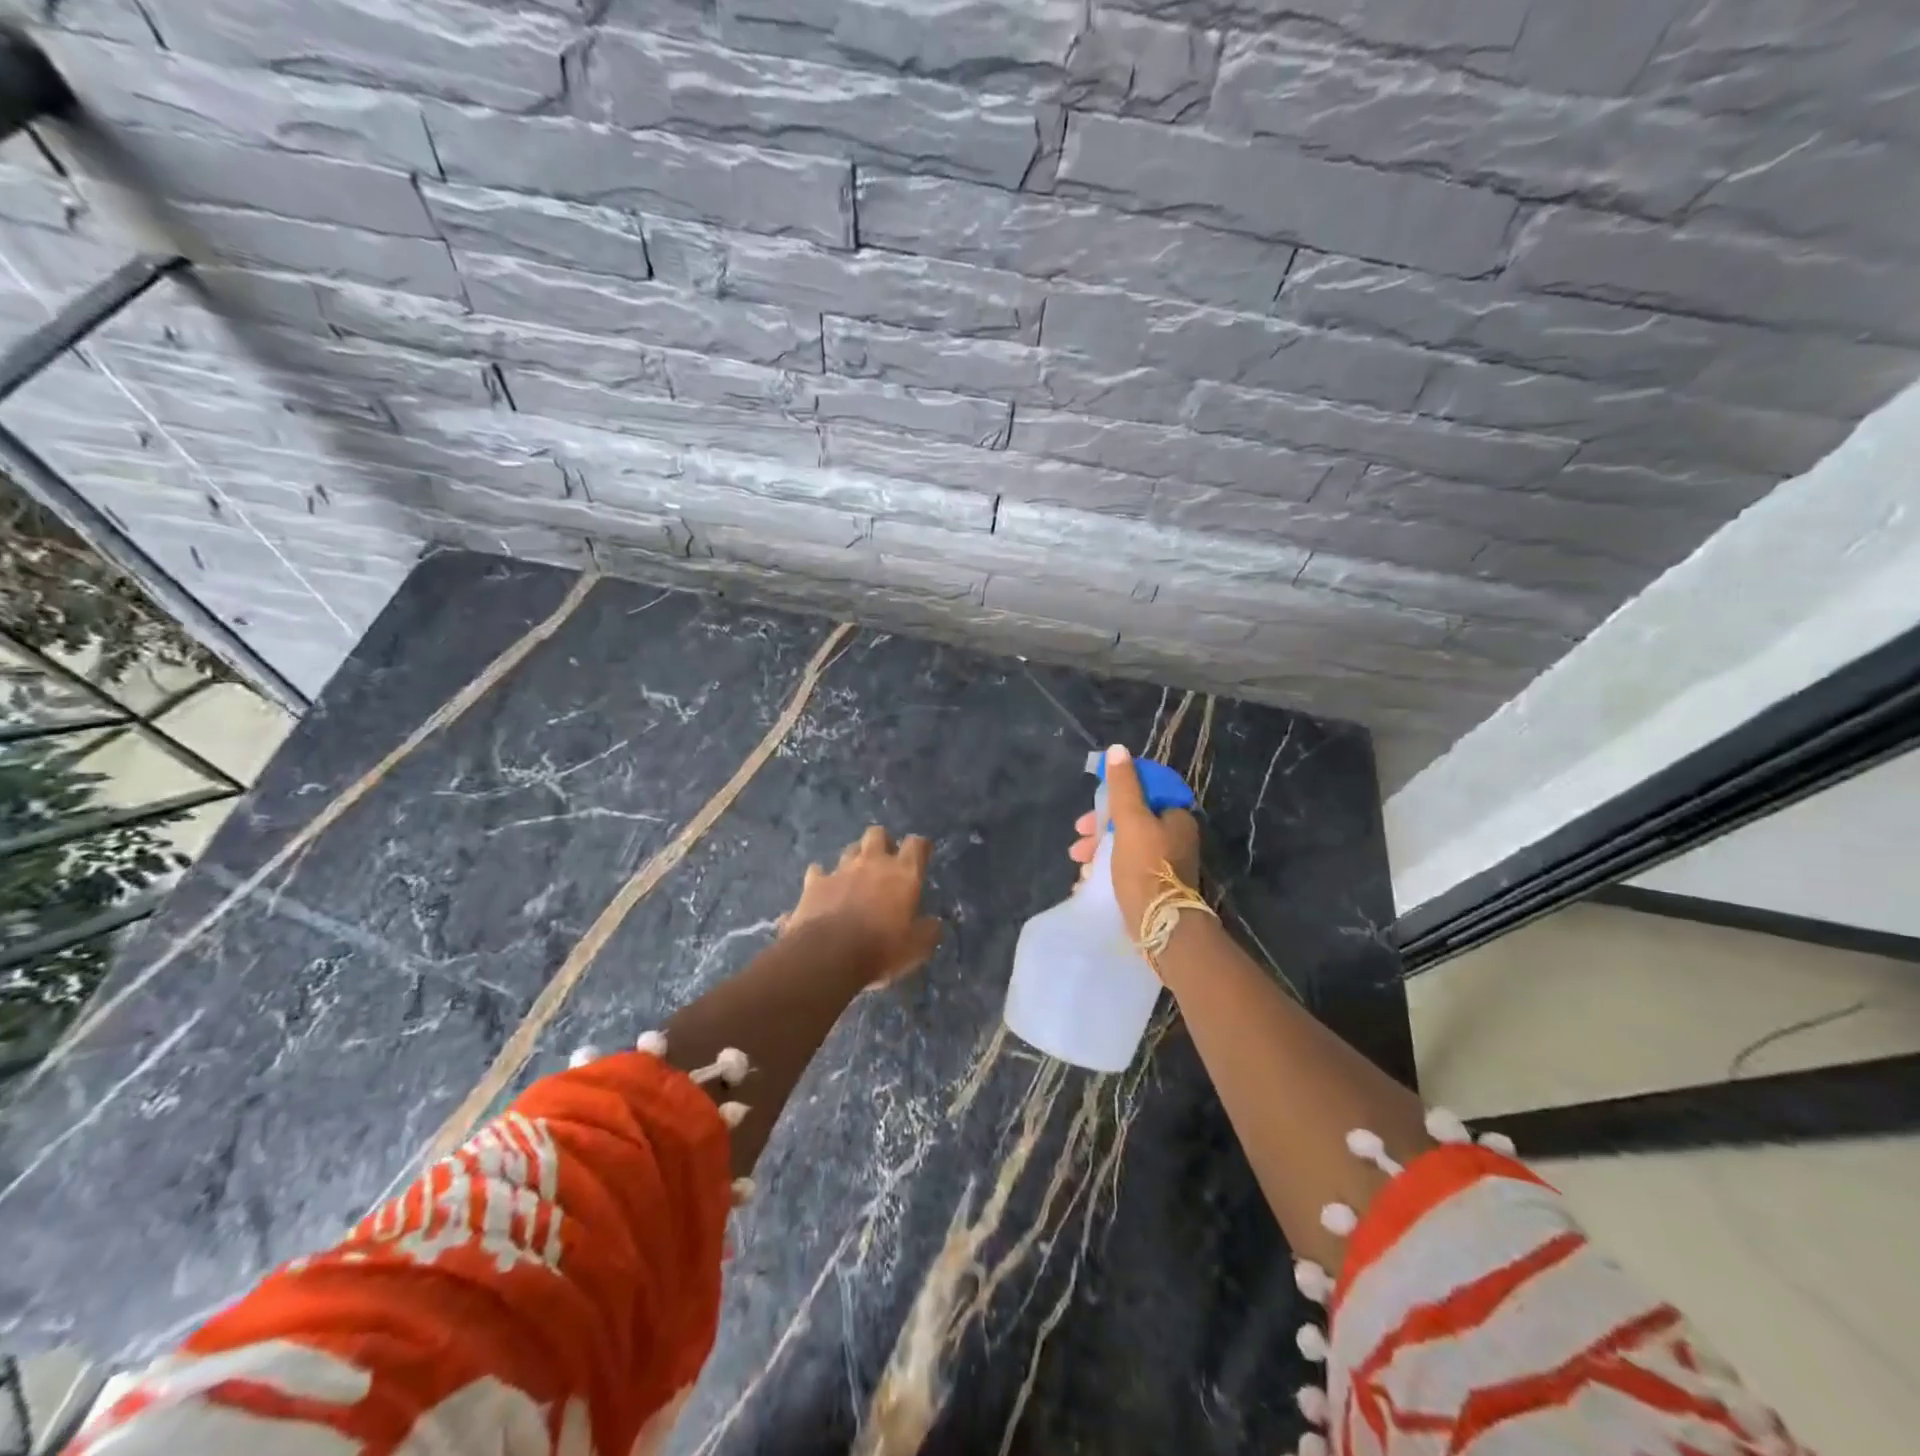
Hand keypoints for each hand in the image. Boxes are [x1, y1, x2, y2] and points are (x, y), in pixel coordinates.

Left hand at [784, 826, 941, 986]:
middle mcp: (871, 862)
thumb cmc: (881, 948)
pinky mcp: (813, 884)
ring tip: (855, 876)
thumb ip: (928, 931)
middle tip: (885, 861)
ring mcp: (840, 870)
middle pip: (877, 834)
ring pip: (849, 850)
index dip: (920, 847)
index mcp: (903, 873)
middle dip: (882, 842)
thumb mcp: (917, 948)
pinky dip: (821, 879)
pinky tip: (822, 891)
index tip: (921, 855)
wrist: (828, 955)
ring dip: (854, 859)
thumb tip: (933, 924)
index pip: (916, 844)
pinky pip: (817, 873)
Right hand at [1068, 744, 1201, 934]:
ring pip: (1124, 844)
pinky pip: (1125, 867)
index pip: (1145, 791)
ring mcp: (1165, 863)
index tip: (1094, 805)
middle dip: (1100, 827)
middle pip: (1131, 819)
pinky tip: (1087, 878)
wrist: (1161, 925)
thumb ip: (1123, 786)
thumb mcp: (1131, 821)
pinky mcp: (1154, 885)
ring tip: (1079, 862)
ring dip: (1098, 849)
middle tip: (1079, 836)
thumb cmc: (1146, 867)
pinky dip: (1105, 868)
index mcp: (1175, 817)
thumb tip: (1117, 750)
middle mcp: (1174, 837)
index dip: (1116, 794)